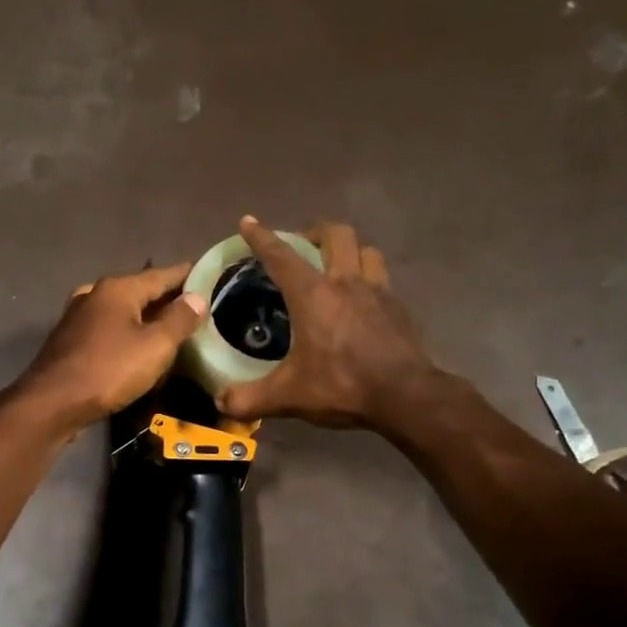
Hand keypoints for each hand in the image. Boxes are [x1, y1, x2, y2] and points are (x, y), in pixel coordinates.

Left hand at [13, 262, 206, 434]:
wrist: (53, 403)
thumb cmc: (109, 370)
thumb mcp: (155, 346)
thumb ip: (179, 319)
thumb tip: (198, 298)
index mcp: (118, 289)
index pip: (163, 274)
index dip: (188, 276)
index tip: (210, 277)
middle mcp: (96, 295)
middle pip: (141, 291)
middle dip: (168, 299)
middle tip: (197, 308)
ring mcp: (79, 317)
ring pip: (123, 311)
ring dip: (147, 318)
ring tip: (172, 329)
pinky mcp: (71, 341)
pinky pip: (109, 330)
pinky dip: (128, 333)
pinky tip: (138, 348)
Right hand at [216, 218, 439, 430]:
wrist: (405, 396)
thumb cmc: (342, 385)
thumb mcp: (288, 396)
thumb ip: (249, 398)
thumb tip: (221, 403)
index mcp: (313, 294)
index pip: (281, 256)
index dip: (262, 237)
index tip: (249, 222)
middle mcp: (346, 282)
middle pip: (336, 234)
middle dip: (315, 232)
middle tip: (303, 246)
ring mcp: (378, 292)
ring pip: (366, 251)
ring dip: (349, 251)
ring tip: (337, 267)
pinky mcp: (399, 309)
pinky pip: (383, 280)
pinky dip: (369, 280)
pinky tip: (362, 302)